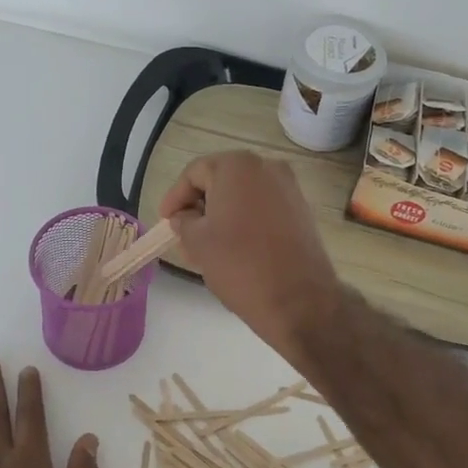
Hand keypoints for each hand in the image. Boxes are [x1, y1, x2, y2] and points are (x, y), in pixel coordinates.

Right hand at [159, 151, 341, 357]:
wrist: (298, 300)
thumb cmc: (240, 265)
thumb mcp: (197, 242)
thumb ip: (184, 222)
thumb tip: (185, 217)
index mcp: (237, 166)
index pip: (195, 173)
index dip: (175, 197)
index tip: (166, 221)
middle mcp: (267, 167)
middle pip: (221, 180)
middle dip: (200, 205)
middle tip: (184, 235)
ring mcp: (289, 188)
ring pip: (243, 195)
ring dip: (222, 215)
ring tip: (207, 247)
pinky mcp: (301, 211)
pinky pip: (263, 207)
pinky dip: (245, 220)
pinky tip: (235, 248)